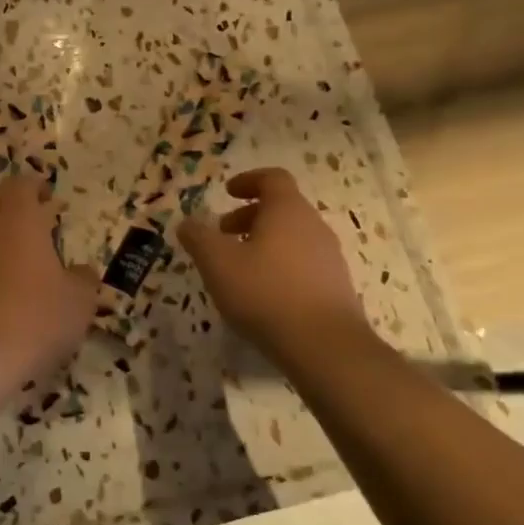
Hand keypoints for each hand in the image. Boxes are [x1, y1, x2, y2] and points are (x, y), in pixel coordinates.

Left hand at [0, 173, 98, 389]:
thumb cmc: (33, 319)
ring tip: (16, 271)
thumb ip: (83, 281)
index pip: (20, 185)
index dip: (33, 186)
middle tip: (28, 227)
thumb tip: (80, 272)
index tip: (47, 196)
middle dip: (3, 207)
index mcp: (18, 222)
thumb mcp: (78, 303)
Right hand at [178, 168, 374, 369]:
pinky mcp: (336, 287)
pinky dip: (279, 266)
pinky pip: (303, 263)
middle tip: (223, 235)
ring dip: (263, 242)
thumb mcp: (217, 262)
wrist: (325, 346)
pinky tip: (262, 294)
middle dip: (249, 216)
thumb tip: (187, 223)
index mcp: (287, 211)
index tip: (227, 193)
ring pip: (292, 237)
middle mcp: (314, 227)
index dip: (248, 180)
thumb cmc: (265, 292)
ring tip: (238, 268)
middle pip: (282, 208)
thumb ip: (198, 238)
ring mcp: (329, 258)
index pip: (273, 178)